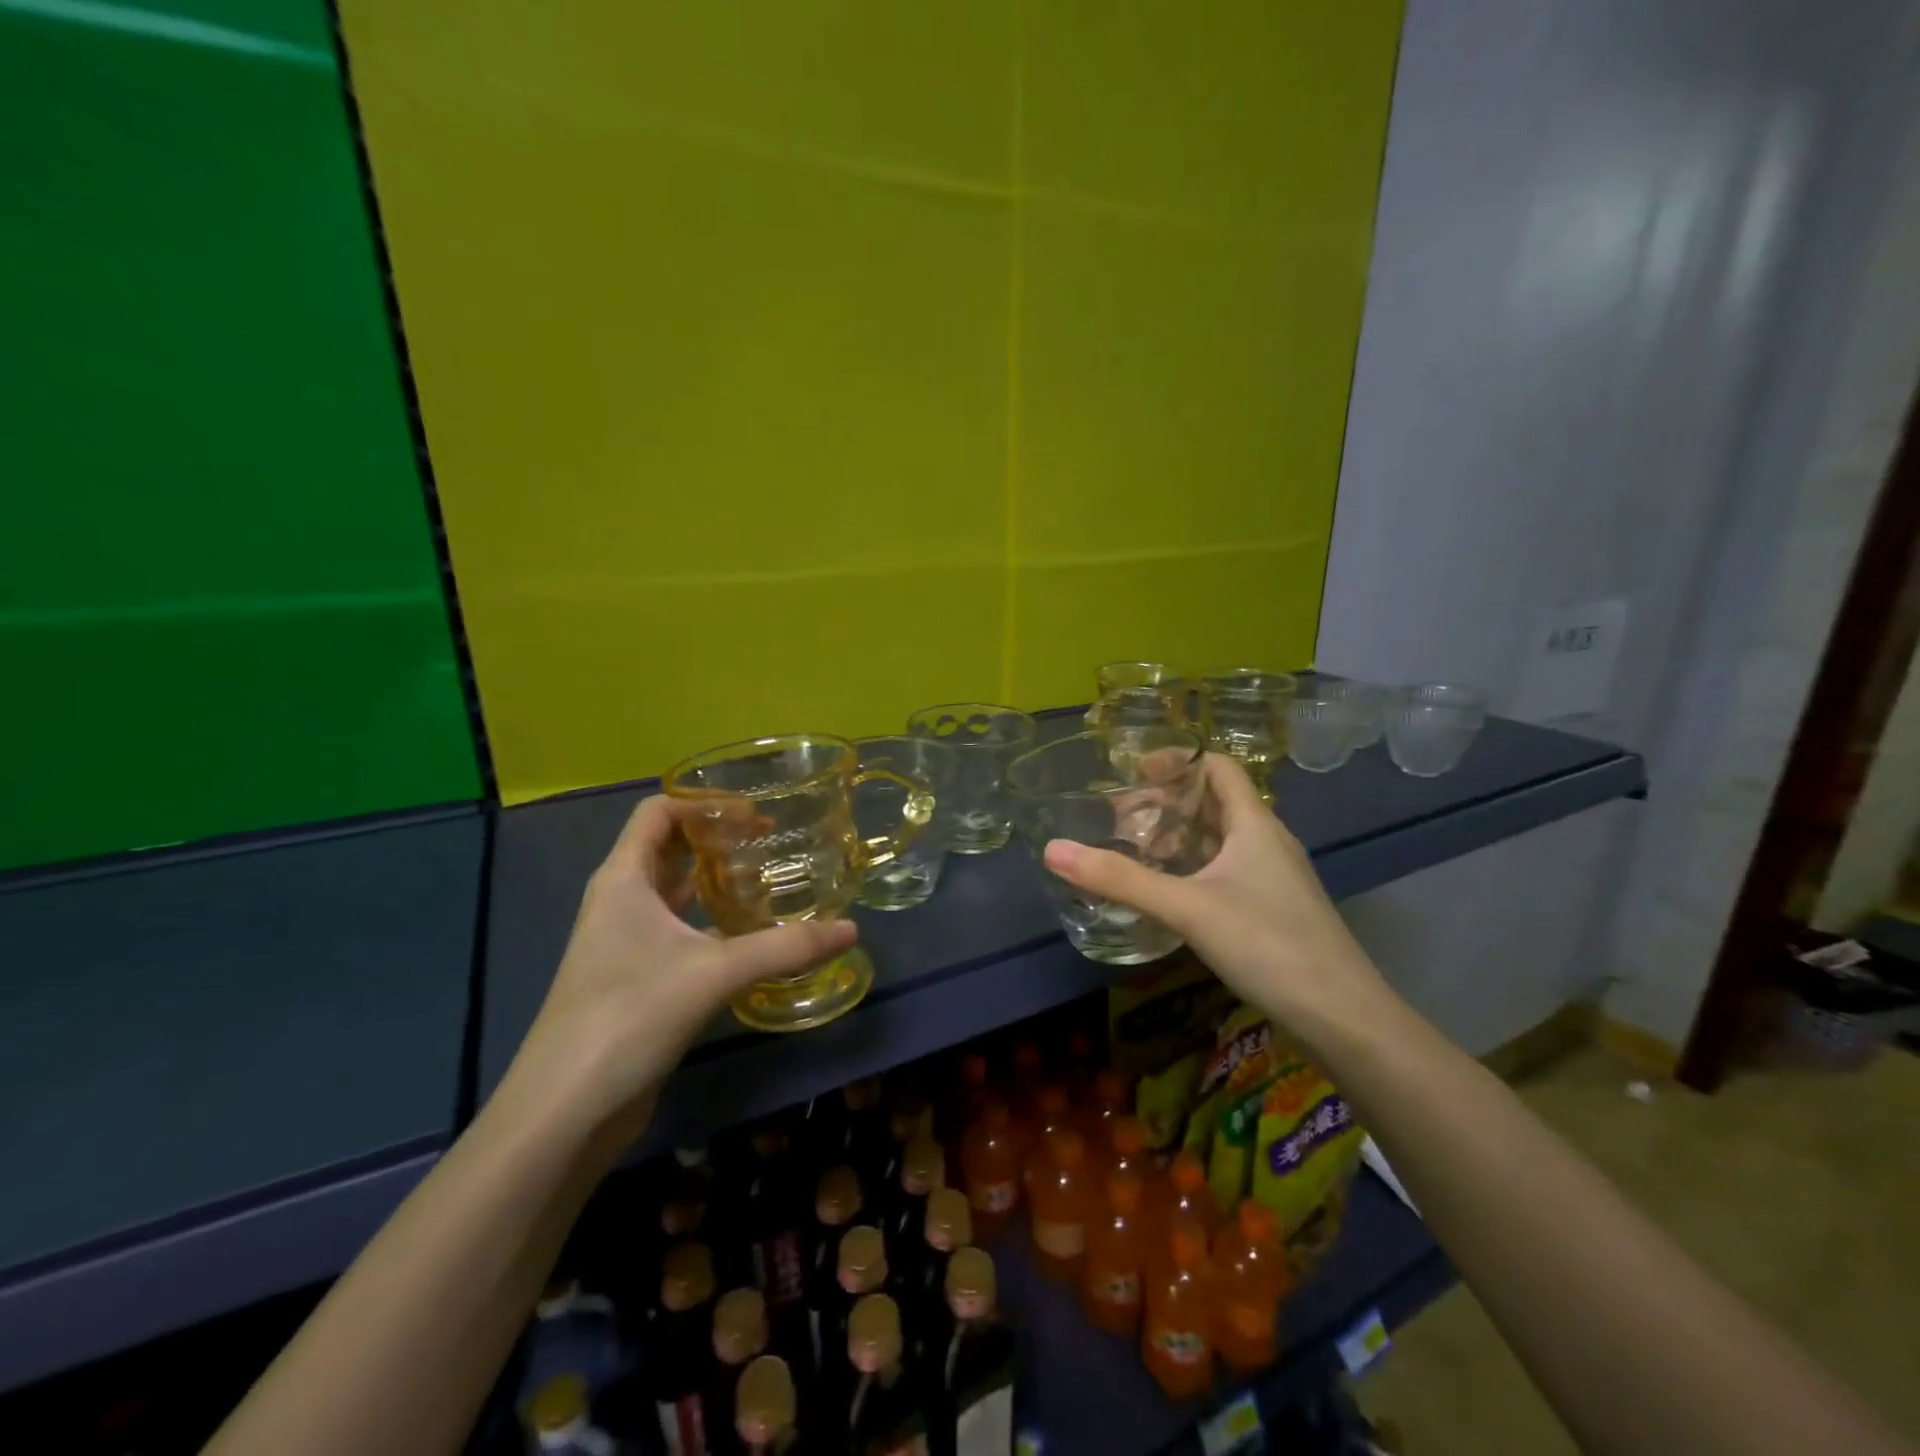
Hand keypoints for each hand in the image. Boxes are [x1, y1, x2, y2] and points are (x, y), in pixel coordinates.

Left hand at [496, 795, 855, 1155]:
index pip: (657, 812)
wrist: (565, 1111)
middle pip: (667, 848)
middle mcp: (620, 901)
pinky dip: (711, 922)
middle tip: (771, 842)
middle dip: (716, 839)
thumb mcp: (714, 973)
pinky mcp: (635, 979)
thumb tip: (850, 930)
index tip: (754, 815)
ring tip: (768, 879)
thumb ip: (785, 948)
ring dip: (715, 880)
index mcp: (623, 879)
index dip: (704, 804)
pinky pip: (678, 931)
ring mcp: (624, 942)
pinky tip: (749, 936)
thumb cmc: (629, 1016)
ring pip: (674, 892)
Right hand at [1042, 754, 1397, 1042]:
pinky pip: (1225, 870)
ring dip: (1178, 837)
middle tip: (1120, 818)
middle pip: (1215, 802)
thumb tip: (1052, 850)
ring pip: (1220, 839)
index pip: (1218, 767)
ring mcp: (1273, 878)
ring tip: (1135, 852)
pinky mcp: (1273, 909)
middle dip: (1166, 803)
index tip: (1132, 772)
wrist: (1344, 1017)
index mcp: (1254, 824)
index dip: (1177, 760)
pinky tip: (1168, 894)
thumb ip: (1120, 879)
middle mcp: (1267, 841)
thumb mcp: (1187, 908)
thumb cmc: (1269, 945)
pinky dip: (1192, 868)